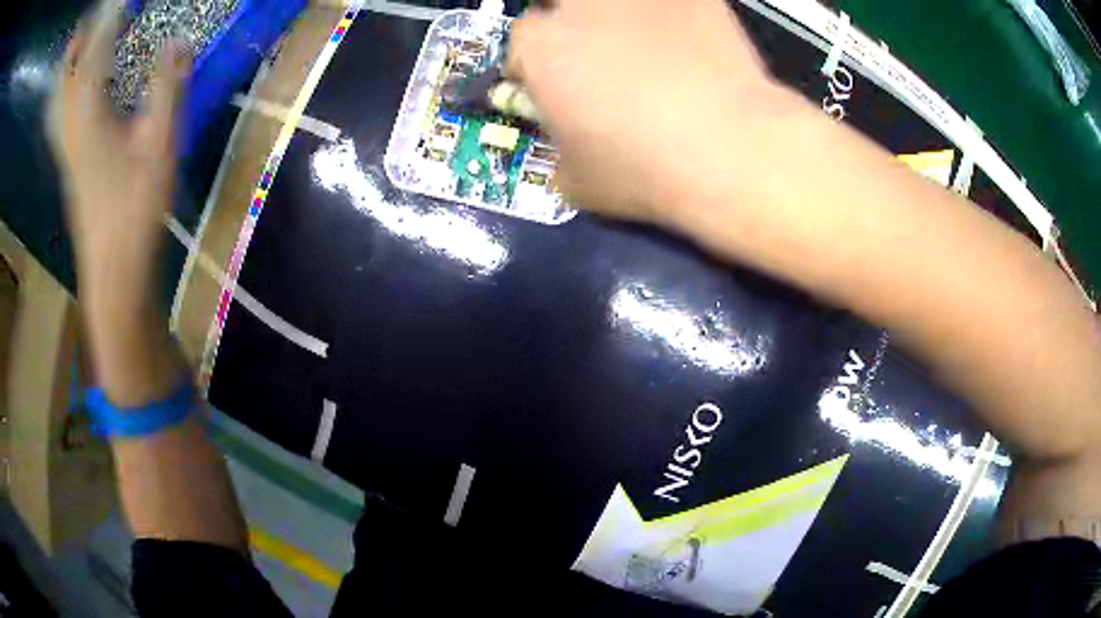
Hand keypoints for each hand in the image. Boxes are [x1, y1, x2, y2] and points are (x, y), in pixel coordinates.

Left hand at [48, 0, 188, 305]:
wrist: (114, 268)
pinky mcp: (70, 164)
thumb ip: (166, 87)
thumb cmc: (136, 207)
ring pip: (61, 99)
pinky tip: (68, 93)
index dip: (109, 20)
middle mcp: (72, 127)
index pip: (95, 52)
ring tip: (75, 46)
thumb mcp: (160, 143)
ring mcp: (67, 148)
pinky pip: (61, 118)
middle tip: (89, 22)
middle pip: (69, 76)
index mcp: (91, 115)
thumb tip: (177, 40)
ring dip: (68, 68)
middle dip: (79, 44)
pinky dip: (64, 96)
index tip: (124, 2)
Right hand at [507, 0, 789, 223]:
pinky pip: (672, 4)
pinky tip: (692, 44)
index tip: (558, 84)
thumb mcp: (578, 182)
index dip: (538, 64)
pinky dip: (674, 17)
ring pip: (615, 0)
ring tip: (650, 46)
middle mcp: (581, 6)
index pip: (523, 40)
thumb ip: (560, 149)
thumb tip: (569, 144)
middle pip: (562, 4)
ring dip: (620, 17)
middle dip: (572, 25)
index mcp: (542, 47)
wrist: (731, 149)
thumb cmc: (644, 170)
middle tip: (601, 56)